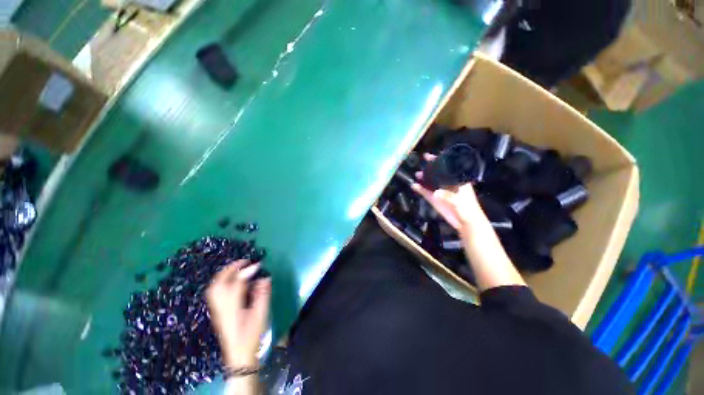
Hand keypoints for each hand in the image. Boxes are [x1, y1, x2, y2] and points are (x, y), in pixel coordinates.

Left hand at [207, 260, 270, 367]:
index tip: (258, 265)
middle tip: (243, 262)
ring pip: (214, 288)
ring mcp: (217, 309)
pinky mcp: (217, 311)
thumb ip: (263, 295)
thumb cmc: (252, 335)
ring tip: (236, 268)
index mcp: (233, 308)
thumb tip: (265, 278)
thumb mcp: (261, 315)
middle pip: (219, 284)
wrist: (239, 355)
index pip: (236, 284)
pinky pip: (214, 292)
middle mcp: (222, 307)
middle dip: (230, 269)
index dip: (246, 272)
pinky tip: (231, 280)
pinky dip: (221, 282)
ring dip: (224, 274)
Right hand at [411, 154, 484, 233]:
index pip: (449, 168)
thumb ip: (448, 197)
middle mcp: (447, 184)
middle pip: (438, 173)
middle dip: (430, 168)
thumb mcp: (460, 202)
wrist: (465, 223)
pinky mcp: (434, 199)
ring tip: (417, 174)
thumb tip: (436, 193)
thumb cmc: (468, 210)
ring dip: (424, 178)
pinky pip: (425, 192)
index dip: (441, 161)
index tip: (434, 156)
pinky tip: (414, 185)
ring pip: (430, 182)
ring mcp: (440, 191)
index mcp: (457, 181)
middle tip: (423, 162)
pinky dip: (419, 189)